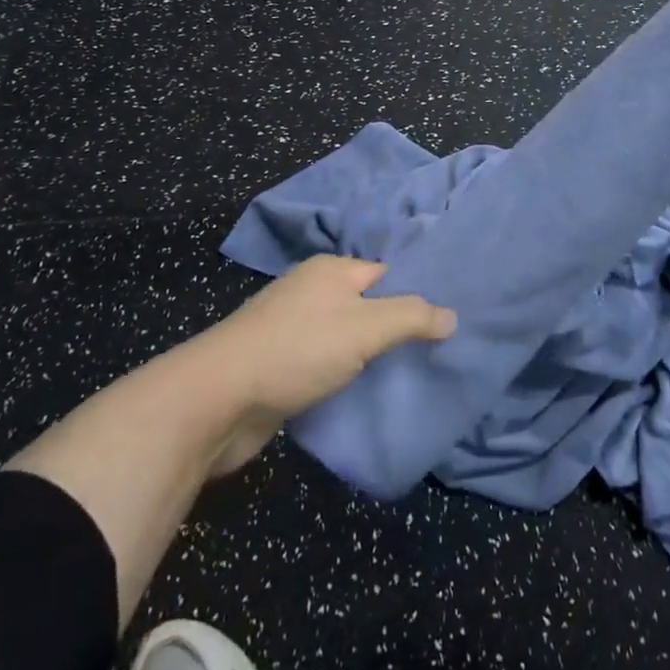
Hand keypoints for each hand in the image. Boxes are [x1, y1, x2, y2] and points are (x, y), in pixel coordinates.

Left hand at [196, 255, 455, 474]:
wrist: (218, 399)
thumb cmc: (298, 350)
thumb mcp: (365, 327)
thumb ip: (411, 317)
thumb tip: (451, 315)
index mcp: (331, 270)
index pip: (386, 274)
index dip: (415, 295)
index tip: (445, 323)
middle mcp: (310, 291)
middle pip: (366, 305)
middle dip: (394, 329)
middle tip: (433, 355)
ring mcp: (291, 328)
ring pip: (344, 337)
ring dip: (368, 357)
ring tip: (406, 379)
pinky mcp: (278, 365)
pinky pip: (323, 364)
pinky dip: (342, 377)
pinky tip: (362, 396)